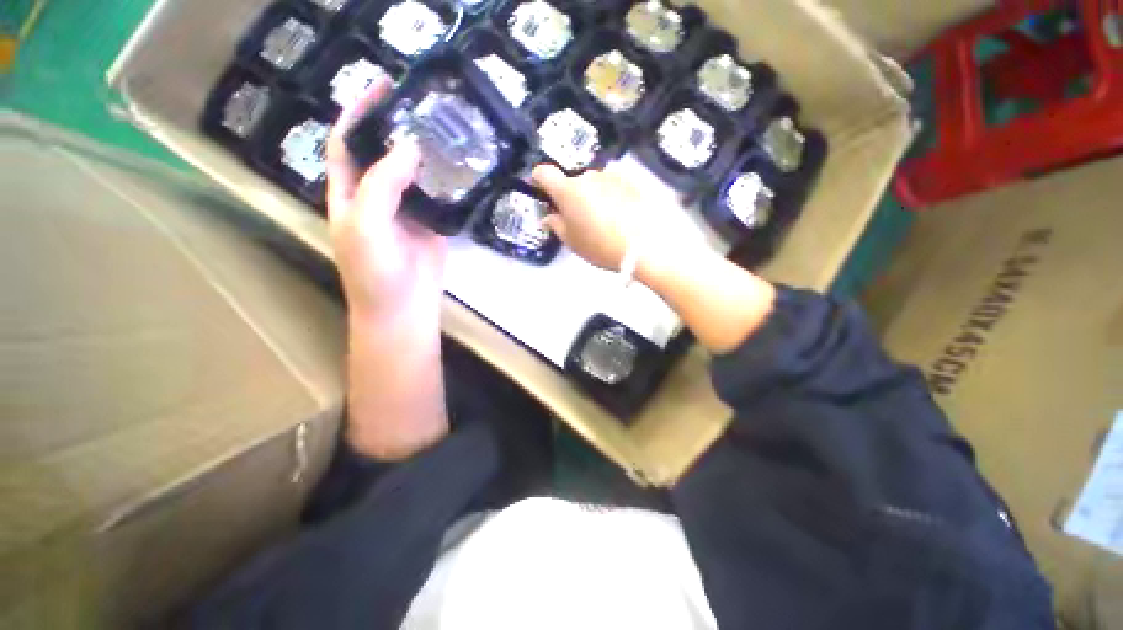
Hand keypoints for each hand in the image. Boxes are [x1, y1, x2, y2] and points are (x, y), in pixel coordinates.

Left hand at [327, 77, 445, 326]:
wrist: (404, 307)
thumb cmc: (374, 271)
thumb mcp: (366, 224)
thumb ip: (383, 183)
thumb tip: (410, 146)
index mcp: (349, 194)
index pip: (347, 144)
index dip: (358, 114)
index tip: (381, 88)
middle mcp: (376, 196)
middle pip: (382, 153)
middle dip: (394, 127)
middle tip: (419, 104)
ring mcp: (406, 210)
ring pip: (413, 173)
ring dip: (424, 151)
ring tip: (441, 128)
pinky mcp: (431, 223)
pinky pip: (437, 195)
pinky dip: (445, 179)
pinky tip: (457, 164)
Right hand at [531, 164, 709, 279]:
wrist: (646, 245)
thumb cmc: (601, 246)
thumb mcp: (572, 242)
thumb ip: (556, 225)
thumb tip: (548, 216)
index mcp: (568, 190)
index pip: (544, 173)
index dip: (538, 180)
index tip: (540, 192)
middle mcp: (588, 176)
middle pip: (572, 182)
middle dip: (570, 196)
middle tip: (578, 219)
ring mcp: (612, 176)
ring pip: (593, 183)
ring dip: (592, 196)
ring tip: (604, 219)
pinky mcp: (631, 181)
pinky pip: (612, 185)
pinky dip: (610, 196)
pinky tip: (620, 215)